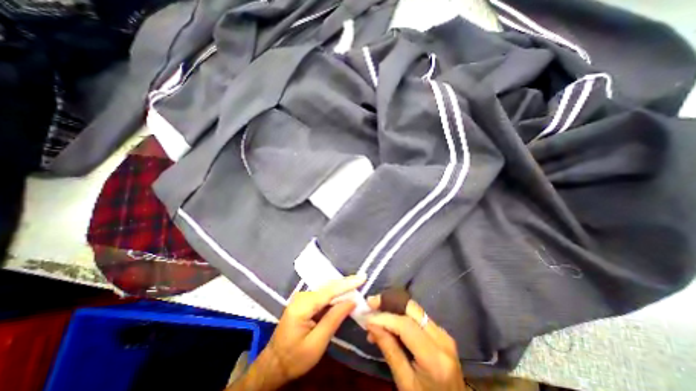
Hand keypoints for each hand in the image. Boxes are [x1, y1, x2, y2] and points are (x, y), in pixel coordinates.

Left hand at [231, 274, 369, 390]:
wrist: (274, 364)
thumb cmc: (295, 358)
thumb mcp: (317, 343)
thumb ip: (334, 319)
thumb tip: (351, 301)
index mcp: (303, 305)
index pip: (330, 291)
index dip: (347, 284)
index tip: (362, 277)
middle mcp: (302, 296)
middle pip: (329, 287)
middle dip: (346, 284)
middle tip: (362, 280)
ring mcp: (302, 297)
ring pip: (327, 289)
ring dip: (342, 289)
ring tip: (357, 285)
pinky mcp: (304, 301)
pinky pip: (323, 295)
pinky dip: (335, 295)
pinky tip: (344, 294)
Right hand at [365, 297, 466, 389]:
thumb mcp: (405, 383)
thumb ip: (389, 350)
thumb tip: (371, 324)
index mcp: (435, 358)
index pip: (406, 325)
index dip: (384, 318)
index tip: (367, 318)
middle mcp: (442, 339)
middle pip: (411, 308)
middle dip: (388, 302)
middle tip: (371, 304)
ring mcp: (443, 333)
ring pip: (414, 309)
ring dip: (393, 308)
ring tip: (376, 316)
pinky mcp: (441, 332)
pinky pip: (417, 316)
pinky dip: (401, 315)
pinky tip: (389, 322)